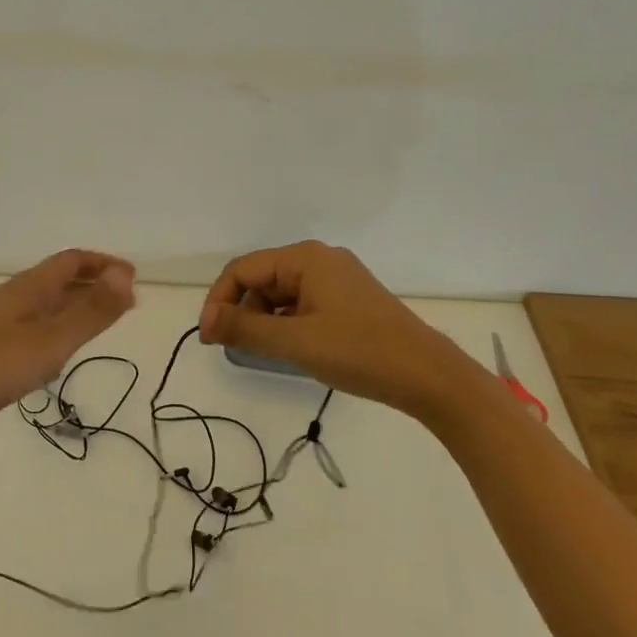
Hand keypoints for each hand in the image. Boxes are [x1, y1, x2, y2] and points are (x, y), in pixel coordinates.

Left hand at [0, 250, 135, 453]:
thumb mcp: (51, 341)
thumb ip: (90, 311)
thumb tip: (125, 275)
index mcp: (26, 289)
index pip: (70, 261)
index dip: (103, 264)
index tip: (133, 279)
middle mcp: (12, 300)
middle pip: (58, 280)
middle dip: (93, 285)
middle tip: (125, 303)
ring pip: (46, 306)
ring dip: (76, 308)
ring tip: (102, 323)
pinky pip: (34, 328)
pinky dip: (58, 330)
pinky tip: (61, 352)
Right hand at [198, 241, 475, 418]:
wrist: (430, 377)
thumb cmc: (360, 353)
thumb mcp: (296, 342)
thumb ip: (246, 329)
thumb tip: (207, 322)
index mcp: (306, 258)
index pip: (243, 269)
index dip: (219, 300)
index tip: (209, 338)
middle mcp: (319, 259)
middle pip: (262, 278)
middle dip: (241, 310)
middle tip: (229, 348)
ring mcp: (337, 279)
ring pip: (281, 293)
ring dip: (263, 318)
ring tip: (261, 352)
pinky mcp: (348, 299)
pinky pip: (302, 303)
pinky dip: (286, 323)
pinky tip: (289, 348)